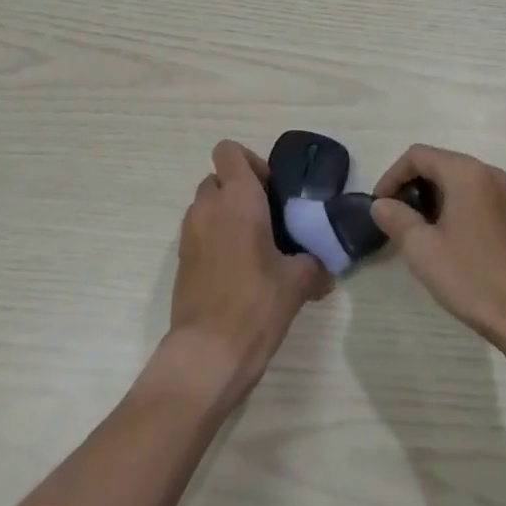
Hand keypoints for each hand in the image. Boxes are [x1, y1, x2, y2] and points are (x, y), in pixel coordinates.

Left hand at [160, 140, 330, 406]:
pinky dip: (213, 239)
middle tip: (265, 218)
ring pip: (205, 205)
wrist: (207, 354)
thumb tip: (325, 270)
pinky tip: (235, 270)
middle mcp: (208, 206)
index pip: (228, 151)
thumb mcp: (296, 283)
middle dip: (238, 190)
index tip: (270, 189)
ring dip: (224, 214)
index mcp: (238, 198)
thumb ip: (313, 265)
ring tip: (251, 246)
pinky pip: (198, 232)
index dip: (249, 161)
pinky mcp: (180, 260)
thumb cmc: (255, 305)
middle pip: (217, 178)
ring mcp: (189, 233)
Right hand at [371, 145, 505, 355]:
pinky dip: (448, 205)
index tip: (379, 206)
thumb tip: (381, 205)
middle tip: (392, 217)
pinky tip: (440, 237)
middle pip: (436, 162)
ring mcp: (500, 192)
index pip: (417, 155)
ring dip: (428, 196)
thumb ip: (396, 219)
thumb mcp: (423, 249)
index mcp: (465, 172)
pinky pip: (469, 194)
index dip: (392, 176)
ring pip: (453, 180)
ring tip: (412, 229)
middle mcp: (485, 172)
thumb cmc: (472, 277)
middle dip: (409, 185)